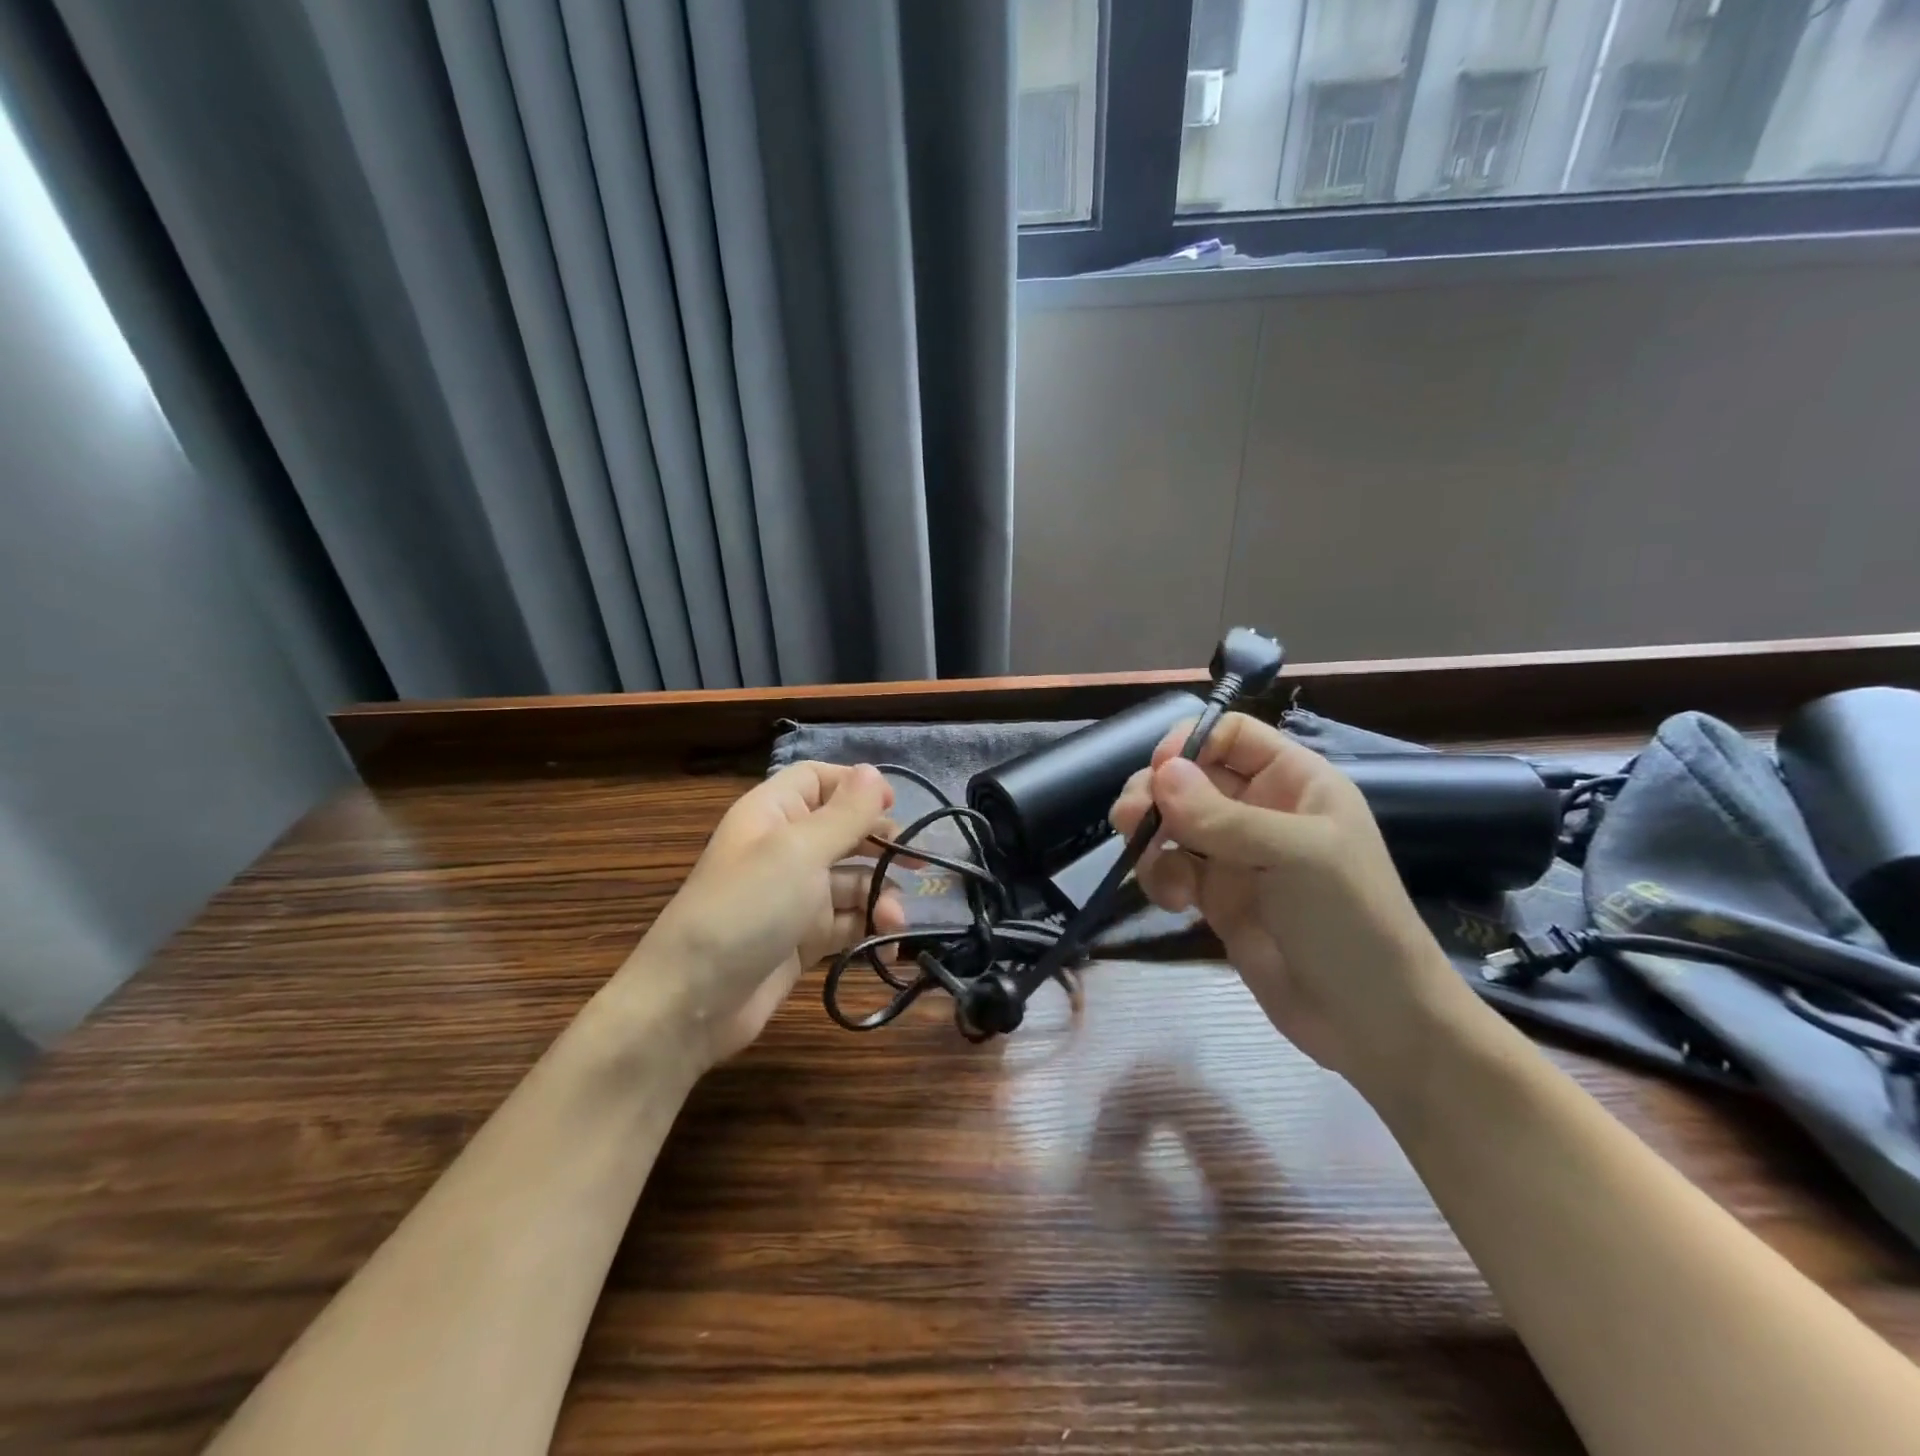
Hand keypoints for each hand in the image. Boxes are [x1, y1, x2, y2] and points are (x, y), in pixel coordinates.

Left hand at [631, 763, 904, 1068]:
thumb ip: (845, 814)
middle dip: (880, 845)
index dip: (857, 787)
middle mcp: (785, 848)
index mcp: (774, 813)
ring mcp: (794, 896)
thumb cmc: (748, 908)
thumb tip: (874, 772)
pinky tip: (887, 945)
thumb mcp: (799, 852)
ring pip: (852, 881)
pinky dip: (869, 930)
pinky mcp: (803, 939)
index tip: (894, 807)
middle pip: (843, 831)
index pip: (818, 780)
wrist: (694, 1001)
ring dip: (880, 896)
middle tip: (917, 862)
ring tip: (894, 921)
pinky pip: (847, 923)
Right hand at [1111, 715, 1470, 1086]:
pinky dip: (1159, 877)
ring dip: (1149, 835)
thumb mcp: (1295, 856)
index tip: (1161, 773)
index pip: (1231, 735)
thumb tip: (1160, 773)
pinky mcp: (1215, 896)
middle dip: (1155, 792)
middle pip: (1189, 775)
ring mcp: (1235, 854)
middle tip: (1130, 819)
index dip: (1191, 744)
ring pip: (1171, 821)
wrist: (1371, 1022)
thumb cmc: (1350, 921)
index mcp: (1294, 781)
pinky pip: (1171, 867)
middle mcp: (1260, 809)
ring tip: (1146, 862)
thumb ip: (1223, 815)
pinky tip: (1172, 902)